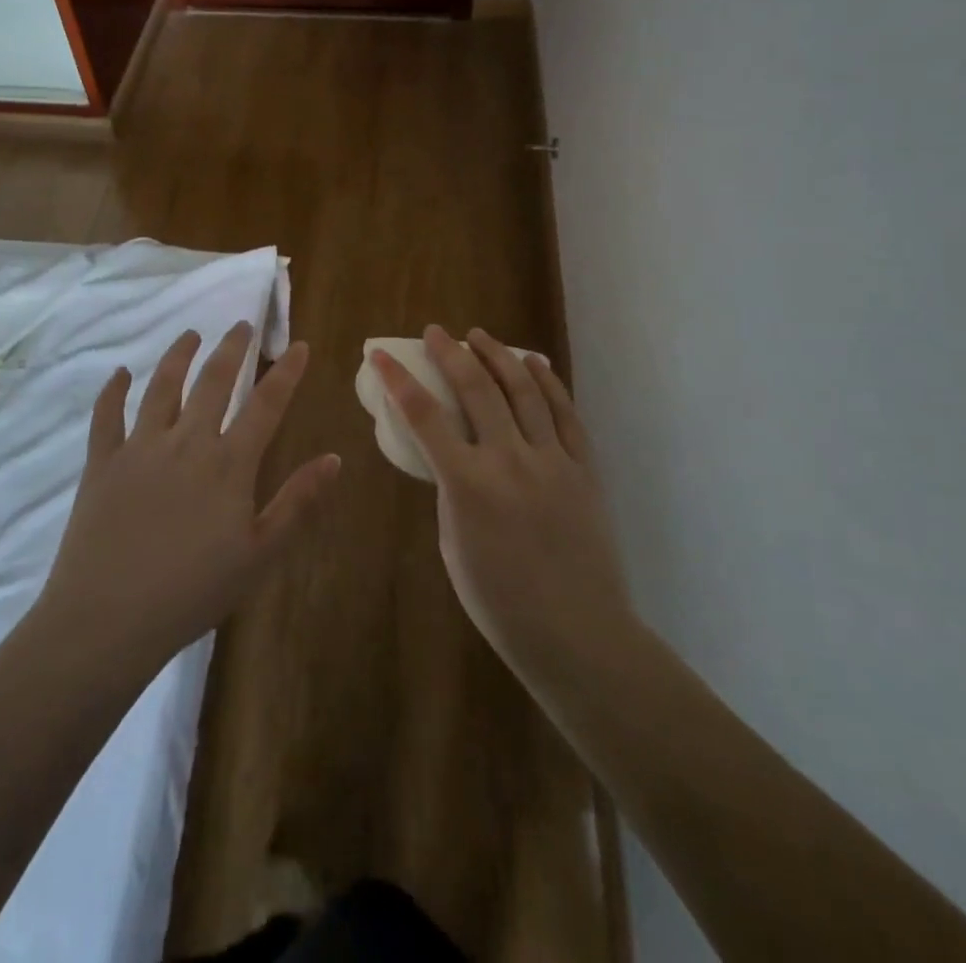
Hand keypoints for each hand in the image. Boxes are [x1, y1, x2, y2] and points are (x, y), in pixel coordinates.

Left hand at [38, 323, 338, 671]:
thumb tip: (334, 458)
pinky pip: (107, 416)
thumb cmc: (193, 592)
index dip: (286, 372)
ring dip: (178, 356)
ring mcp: (140, 448)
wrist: (108, 618)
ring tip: (191, 334)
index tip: (298, 345)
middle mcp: (186, 441)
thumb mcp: (260, 554)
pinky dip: (113, 390)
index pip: (265, 404)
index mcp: (228, 463)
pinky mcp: (102, 463)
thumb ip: (297, 502)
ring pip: (162, 387)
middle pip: (213, 381)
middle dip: (232, 348)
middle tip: (242, 325)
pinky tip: (120, 372)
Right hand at [374, 326, 632, 691]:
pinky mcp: (584, 467)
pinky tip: (534, 363)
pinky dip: (548, 382)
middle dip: (450, 353)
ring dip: (498, 355)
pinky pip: (565, 413)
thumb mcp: (453, 544)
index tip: (382, 354)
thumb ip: (451, 491)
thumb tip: (453, 457)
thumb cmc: (500, 602)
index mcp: (467, 484)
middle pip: (476, 388)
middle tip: (435, 333)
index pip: (423, 415)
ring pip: (523, 390)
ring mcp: (552, 459)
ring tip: (480, 335)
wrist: (577, 632)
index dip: (398, 379)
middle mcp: (509, 459)